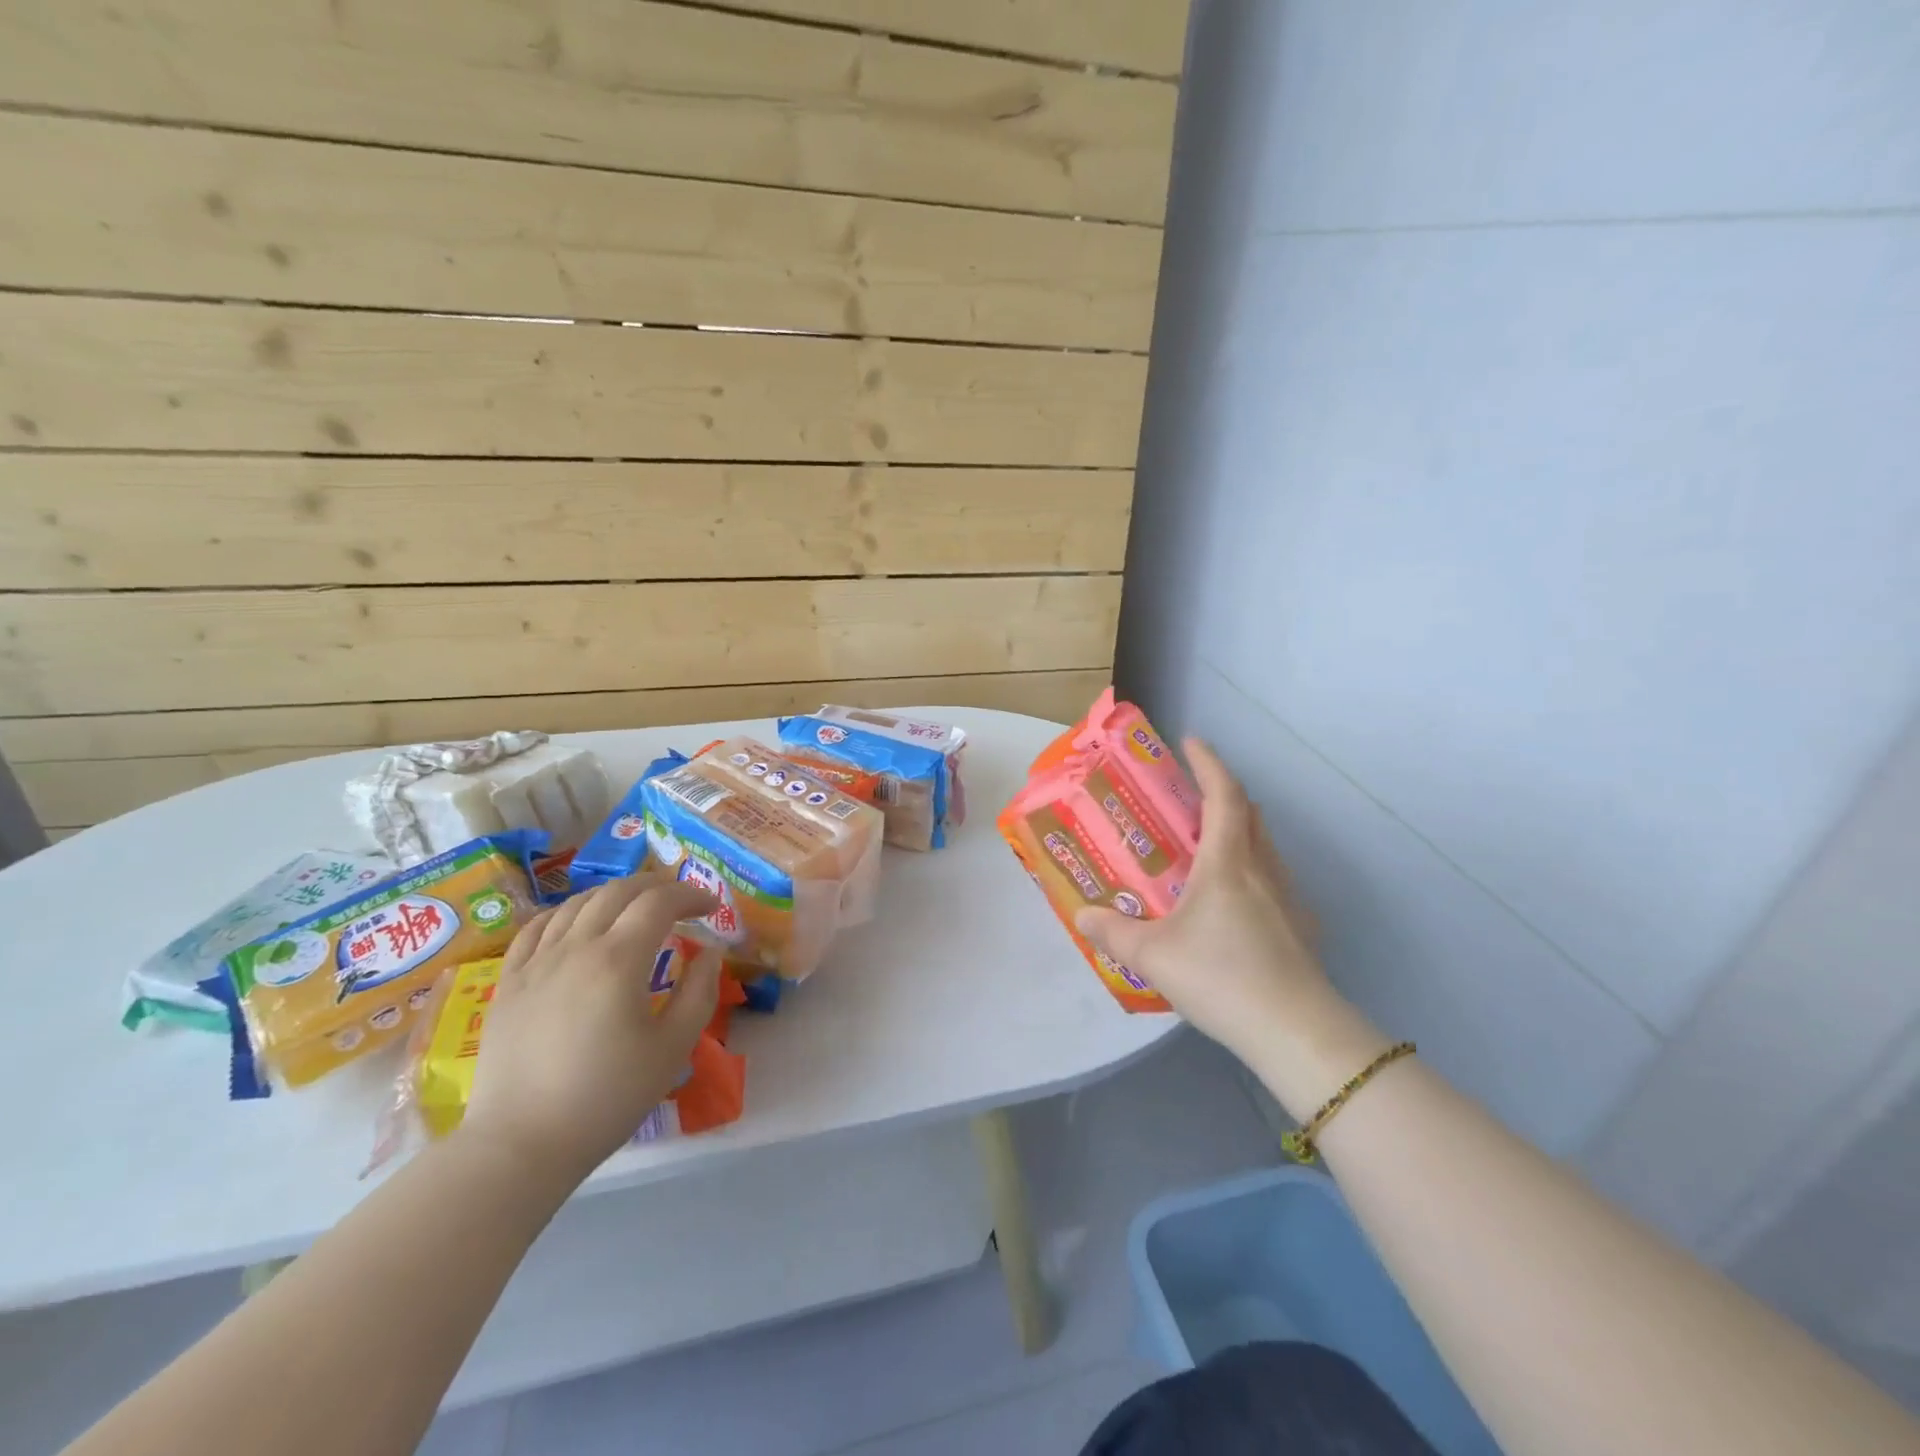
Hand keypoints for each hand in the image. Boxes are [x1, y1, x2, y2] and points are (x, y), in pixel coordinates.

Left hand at [460, 874, 720, 1184]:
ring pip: (577, 902)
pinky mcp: (508, 982)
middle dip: (657, 886)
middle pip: (619, 891)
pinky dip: (568, 913)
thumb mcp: (672, 1048)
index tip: (713, 907)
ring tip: (635, 909)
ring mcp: (535, 962)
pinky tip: (579, 924)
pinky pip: (537, 927)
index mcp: (618, 960)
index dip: (691, 895)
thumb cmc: (607, 1098)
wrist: (521, 1144)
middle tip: (681, 902)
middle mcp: (575, 947)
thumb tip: (709, 953)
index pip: (660, 902)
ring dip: (615, 895)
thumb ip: (699, 992)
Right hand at [1075, 740, 1365, 1098]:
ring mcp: (1288, 899)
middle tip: (1191, 797)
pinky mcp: (1301, 929)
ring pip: (1265, 847)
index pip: (1223, 795)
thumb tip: (1082, 914)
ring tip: (1207, 850)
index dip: (1208, 763)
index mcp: (1227, 862)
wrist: (1296, 1031)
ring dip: (1240, 833)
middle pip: (1249, 814)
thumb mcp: (1153, 956)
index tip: (1191, 741)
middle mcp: (1262, 869)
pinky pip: (1274, 882)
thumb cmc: (1221, 976)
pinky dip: (1252, 872)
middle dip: (1223, 794)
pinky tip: (1234, 906)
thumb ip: (1114, 933)